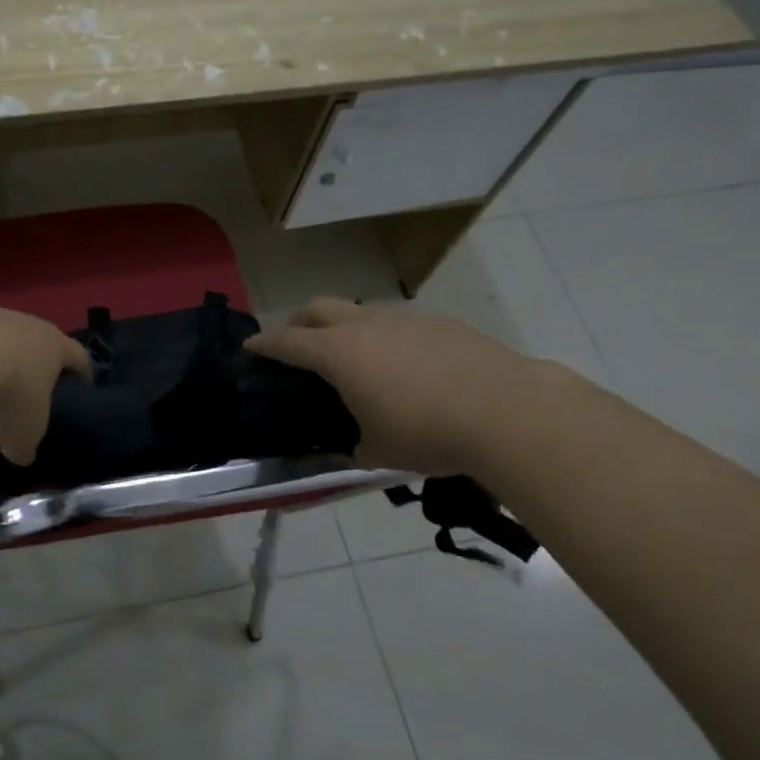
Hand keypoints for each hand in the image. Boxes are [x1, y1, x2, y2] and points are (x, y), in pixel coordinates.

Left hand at [0, 303, 90, 464]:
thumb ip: (26, 443)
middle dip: (30, 367)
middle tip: (25, 395)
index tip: (81, 389)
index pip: (78, 357)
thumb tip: (22, 452)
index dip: (82, 374)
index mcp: (53, 346)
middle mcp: (24, 322)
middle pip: (34, 343)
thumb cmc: (4, 395)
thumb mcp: (23, 434)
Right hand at [245, 298, 541, 474]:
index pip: (287, 341)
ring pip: (362, 312)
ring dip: (347, 329)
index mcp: (339, 353)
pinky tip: (411, 370)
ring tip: (359, 362)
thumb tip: (358, 447)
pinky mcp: (444, 324)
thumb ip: (357, 445)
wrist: (509, 413)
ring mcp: (407, 320)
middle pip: (319, 308)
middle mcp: (367, 326)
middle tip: (298, 344)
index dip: (265, 344)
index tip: (250, 347)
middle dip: (300, 322)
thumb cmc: (428, 433)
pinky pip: (402, 325)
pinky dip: (390, 339)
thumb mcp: (380, 451)